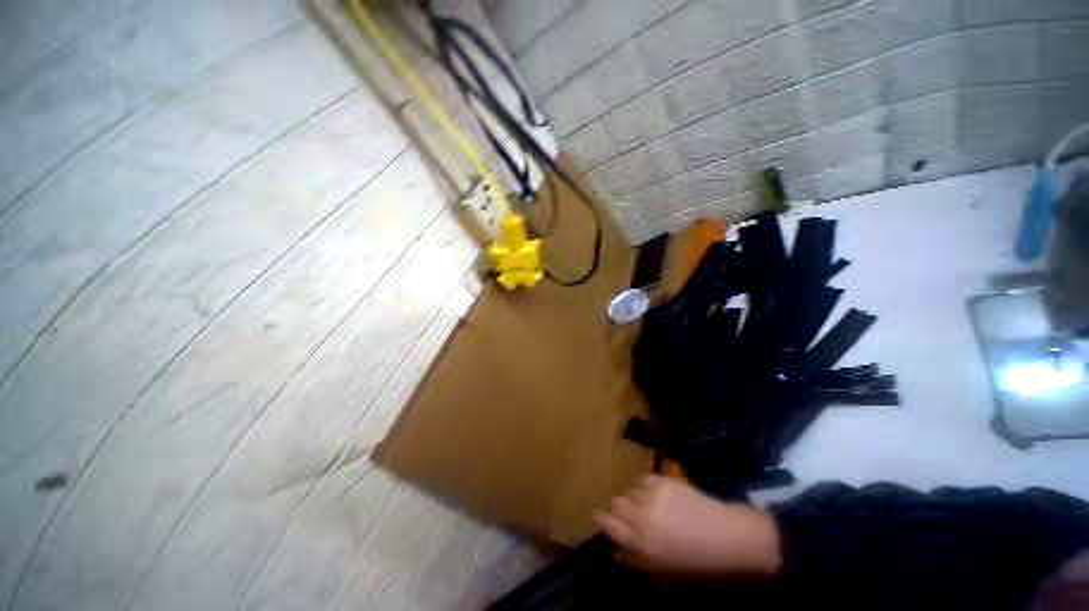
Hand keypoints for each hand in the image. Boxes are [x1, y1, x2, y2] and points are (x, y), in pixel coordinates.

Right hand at [594, 475, 780, 575]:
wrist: (726, 535)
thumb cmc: (696, 560)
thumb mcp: (661, 568)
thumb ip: (634, 557)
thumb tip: (615, 548)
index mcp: (640, 541)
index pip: (606, 522)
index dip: (600, 519)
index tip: (600, 518)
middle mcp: (641, 514)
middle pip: (614, 502)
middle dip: (616, 508)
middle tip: (626, 515)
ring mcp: (651, 494)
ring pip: (628, 489)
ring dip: (632, 497)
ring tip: (646, 505)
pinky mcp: (662, 479)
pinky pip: (642, 479)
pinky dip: (644, 487)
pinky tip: (656, 495)